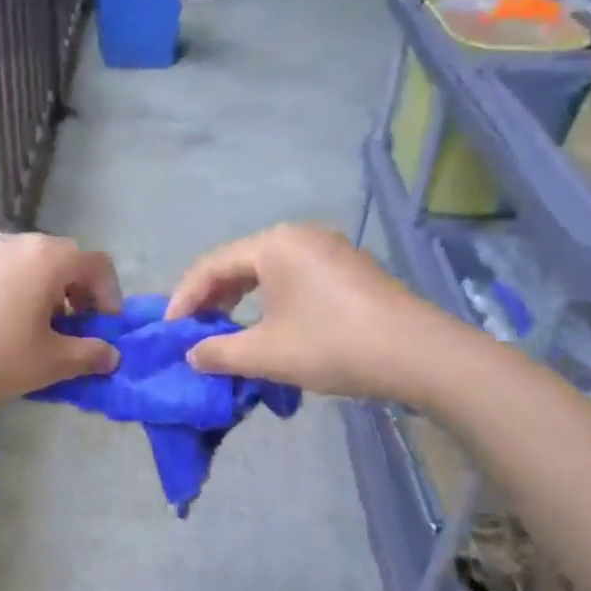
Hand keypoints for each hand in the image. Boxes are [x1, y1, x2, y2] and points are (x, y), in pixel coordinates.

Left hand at [0, 232, 121, 417]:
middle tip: (74, 330)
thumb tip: (110, 354)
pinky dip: (12, 293)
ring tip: (35, 331)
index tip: (104, 330)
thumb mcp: (50, 363)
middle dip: (78, 293)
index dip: (111, 297)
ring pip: (27, 265)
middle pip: (62, 259)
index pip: (97, 264)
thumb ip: (89, 354)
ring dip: (44, 292)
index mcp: (46, 257)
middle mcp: (14, 242)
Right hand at [165, 223, 475, 401]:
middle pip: (238, 263)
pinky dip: (270, 300)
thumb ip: (219, 352)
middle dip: (211, 298)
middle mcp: (299, 236)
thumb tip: (191, 354)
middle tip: (193, 330)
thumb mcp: (266, 354)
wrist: (420, 355)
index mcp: (274, 243)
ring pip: (267, 271)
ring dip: (240, 299)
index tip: (170, 331)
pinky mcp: (348, 269)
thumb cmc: (333, 345)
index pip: (211, 266)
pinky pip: (293, 277)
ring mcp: (328, 249)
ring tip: (224, 330)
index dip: (185, 298)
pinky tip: (268, 326)